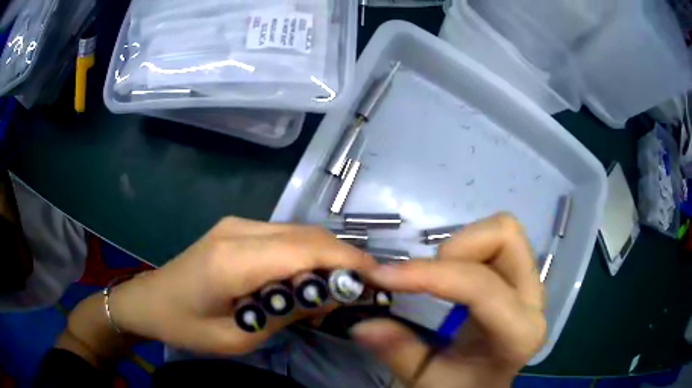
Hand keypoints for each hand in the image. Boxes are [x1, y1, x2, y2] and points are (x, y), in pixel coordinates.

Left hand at [109, 217, 375, 354]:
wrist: (150, 300)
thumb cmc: (187, 326)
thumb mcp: (238, 337)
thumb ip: (286, 313)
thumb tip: (329, 297)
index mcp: (232, 261)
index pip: (304, 248)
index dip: (347, 260)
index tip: (377, 278)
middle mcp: (238, 230)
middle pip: (307, 233)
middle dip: (342, 257)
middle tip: (360, 288)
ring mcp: (236, 223)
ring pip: (299, 231)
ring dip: (325, 255)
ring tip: (334, 288)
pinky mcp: (236, 228)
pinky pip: (284, 235)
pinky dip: (305, 253)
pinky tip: (305, 278)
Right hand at [351, 213, 545, 387]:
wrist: (485, 382)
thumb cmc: (461, 385)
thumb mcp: (426, 379)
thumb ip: (399, 353)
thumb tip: (364, 324)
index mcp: (518, 334)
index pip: (480, 287)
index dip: (429, 275)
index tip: (382, 275)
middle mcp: (534, 300)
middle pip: (506, 238)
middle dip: (456, 248)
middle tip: (425, 276)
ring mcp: (530, 282)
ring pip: (503, 231)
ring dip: (462, 245)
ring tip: (439, 276)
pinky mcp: (519, 274)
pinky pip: (496, 239)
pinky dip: (467, 246)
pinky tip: (452, 274)